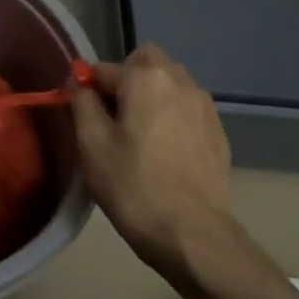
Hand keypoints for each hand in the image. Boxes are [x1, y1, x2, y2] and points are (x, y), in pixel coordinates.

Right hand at [69, 44, 234, 280]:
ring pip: (170, 84)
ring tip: (138, 136)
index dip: (86, 88)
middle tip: (112, 117)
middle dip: (125, 79)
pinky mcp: (219, 133)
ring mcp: (205, 107)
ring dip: (151, 97)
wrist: (193, 235)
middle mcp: (180, 81)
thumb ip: (82, 102)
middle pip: (146, 63)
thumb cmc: (134, 185)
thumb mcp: (92, 143)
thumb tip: (80, 82)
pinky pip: (187, 109)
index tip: (79, 115)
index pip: (103, 68)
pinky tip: (163, 152)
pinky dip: (171, 118)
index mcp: (146, 78)